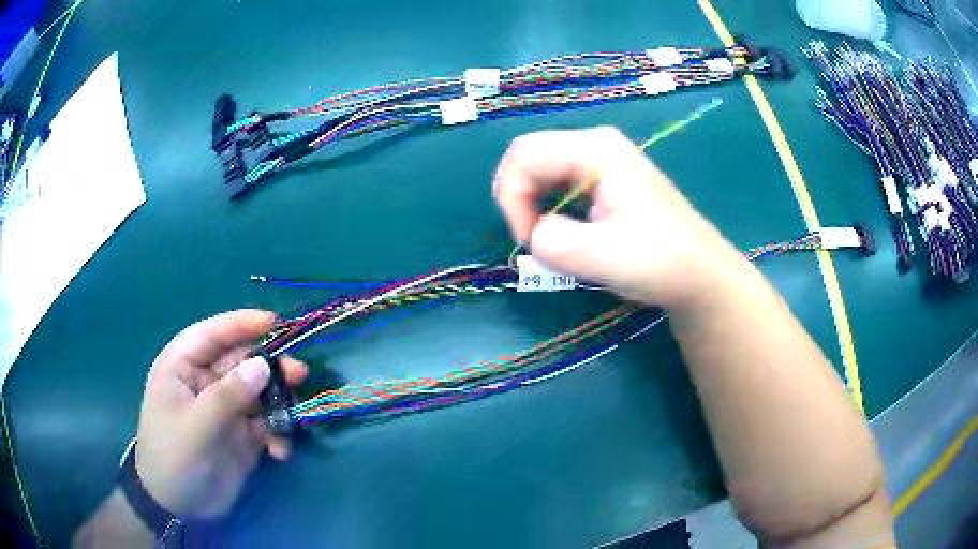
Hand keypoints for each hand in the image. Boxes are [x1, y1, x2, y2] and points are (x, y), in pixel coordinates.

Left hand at [134, 310, 307, 518]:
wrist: (177, 506)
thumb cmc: (173, 457)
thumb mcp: (195, 426)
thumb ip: (227, 396)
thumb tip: (264, 365)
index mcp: (183, 368)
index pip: (212, 335)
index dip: (241, 324)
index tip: (275, 322)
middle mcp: (206, 382)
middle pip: (242, 362)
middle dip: (270, 367)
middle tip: (299, 375)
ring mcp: (225, 409)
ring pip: (259, 391)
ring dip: (279, 401)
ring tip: (295, 416)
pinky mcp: (242, 435)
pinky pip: (267, 424)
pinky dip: (278, 433)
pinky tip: (280, 451)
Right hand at [493, 126, 743, 309]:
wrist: (700, 274)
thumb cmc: (660, 262)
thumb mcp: (603, 257)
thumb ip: (553, 243)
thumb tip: (534, 235)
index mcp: (595, 149)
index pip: (523, 156)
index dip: (511, 199)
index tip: (528, 242)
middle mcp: (595, 144)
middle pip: (528, 157)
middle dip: (518, 200)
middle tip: (533, 243)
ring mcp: (601, 160)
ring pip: (540, 171)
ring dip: (532, 206)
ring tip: (549, 242)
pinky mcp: (604, 178)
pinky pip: (557, 183)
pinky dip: (548, 208)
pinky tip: (564, 233)